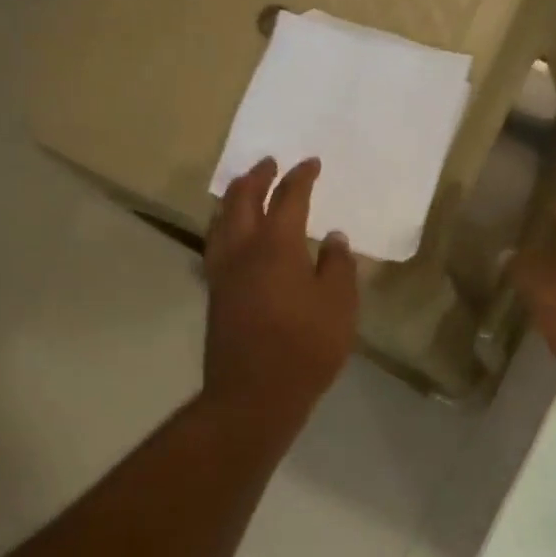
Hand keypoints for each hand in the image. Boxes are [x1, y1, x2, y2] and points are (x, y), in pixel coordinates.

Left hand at [204, 157, 358, 422]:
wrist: (255, 393)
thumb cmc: (306, 346)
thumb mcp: (339, 305)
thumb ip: (338, 266)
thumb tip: (333, 238)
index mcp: (276, 246)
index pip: (288, 199)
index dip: (300, 178)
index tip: (311, 163)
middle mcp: (243, 251)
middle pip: (244, 201)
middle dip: (258, 177)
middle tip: (269, 163)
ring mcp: (223, 273)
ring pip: (222, 222)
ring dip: (235, 199)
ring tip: (245, 191)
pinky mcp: (215, 295)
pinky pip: (216, 246)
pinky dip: (226, 228)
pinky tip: (232, 237)